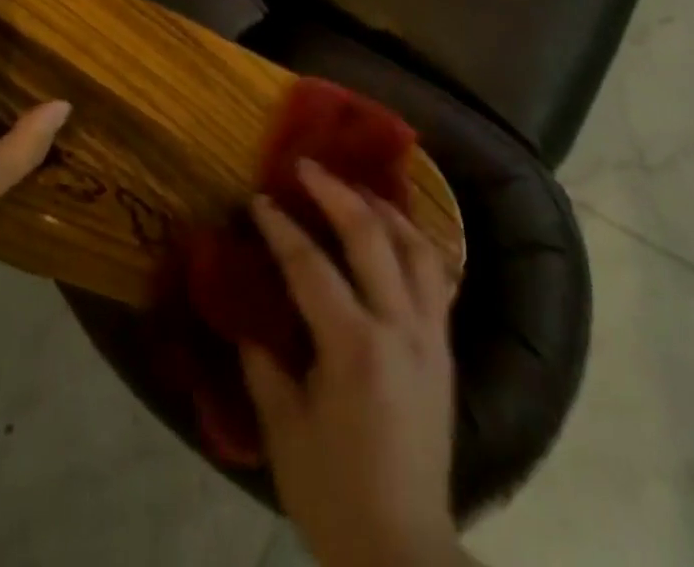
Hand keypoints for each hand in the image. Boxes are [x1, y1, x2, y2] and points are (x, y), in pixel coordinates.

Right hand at [243, 161, 460, 566]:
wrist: (405, 553)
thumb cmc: (335, 496)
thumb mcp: (285, 433)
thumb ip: (265, 365)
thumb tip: (247, 318)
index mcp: (354, 348)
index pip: (311, 266)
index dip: (281, 227)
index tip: (260, 199)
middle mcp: (400, 329)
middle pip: (371, 237)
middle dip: (335, 192)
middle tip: (308, 166)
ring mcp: (431, 337)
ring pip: (416, 248)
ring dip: (384, 209)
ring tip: (357, 188)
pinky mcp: (446, 351)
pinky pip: (436, 278)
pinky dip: (414, 243)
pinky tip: (396, 235)